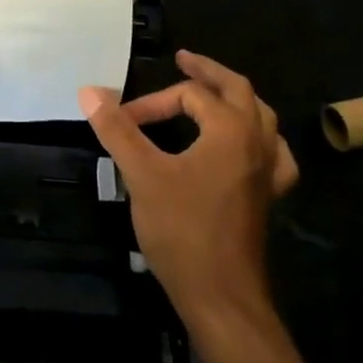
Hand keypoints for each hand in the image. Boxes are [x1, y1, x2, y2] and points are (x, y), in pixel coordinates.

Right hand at [80, 50, 298, 329]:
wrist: (222, 300)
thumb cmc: (183, 232)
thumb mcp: (142, 175)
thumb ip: (117, 129)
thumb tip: (89, 91)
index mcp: (230, 128)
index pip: (189, 95)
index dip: (153, 103)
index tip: (123, 121)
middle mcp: (257, 142)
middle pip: (238, 90)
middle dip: (209, 73)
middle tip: (185, 61)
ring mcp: (268, 172)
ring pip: (261, 118)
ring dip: (236, 100)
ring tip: (215, 94)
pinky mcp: (268, 198)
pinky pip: (273, 155)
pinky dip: (260, 139)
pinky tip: (250, 147)